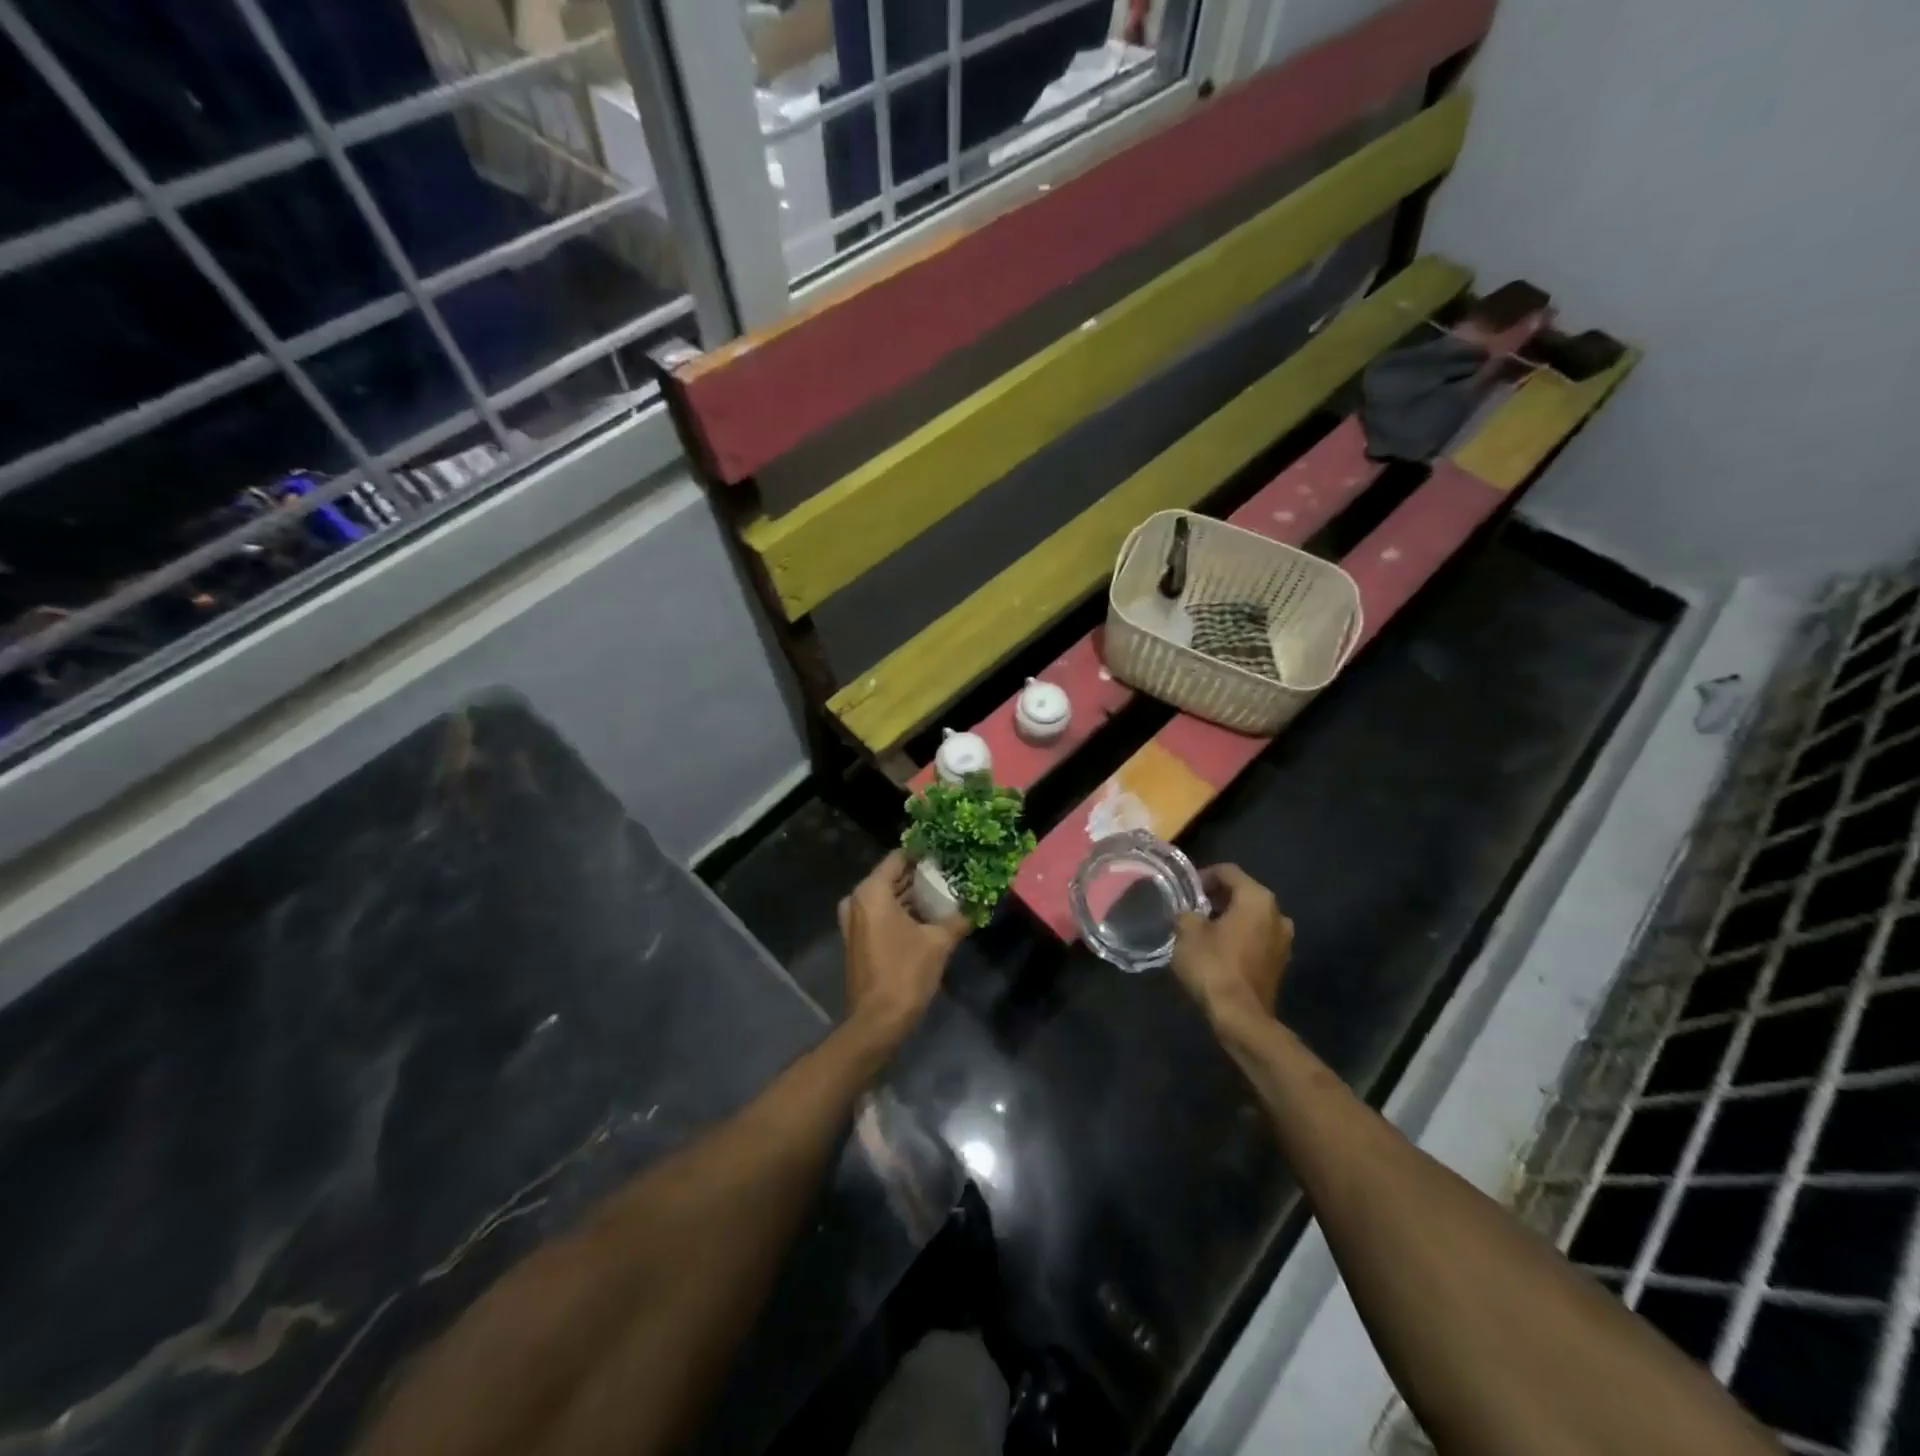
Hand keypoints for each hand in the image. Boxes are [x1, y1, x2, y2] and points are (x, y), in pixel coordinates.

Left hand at [839, 851, 968, 1044]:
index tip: (948, 853)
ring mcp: (853, 920)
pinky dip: (901, 911)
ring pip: (887, 896)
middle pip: (892, 876)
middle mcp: (856, 899)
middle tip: (951, 874)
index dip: (924, 854)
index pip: (900, 857)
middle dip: (920, 876)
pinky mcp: (857, 938)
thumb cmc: (906, 973)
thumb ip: (958, 918)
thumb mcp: (938, 942)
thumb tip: (978, 904)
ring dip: (912, 896)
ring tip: (945, 893)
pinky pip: (880, 913)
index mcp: (871, 891)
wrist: (877, 1020)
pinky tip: (928, 916)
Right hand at [1172, 864, 1291, 1030]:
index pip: (1228, 872)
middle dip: (1217, 898)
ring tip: (1202, 930)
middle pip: (1242, 893)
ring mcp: (1283, 940)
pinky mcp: (1280, 963)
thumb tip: (1188, 912)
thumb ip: (1186, 913)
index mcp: (1257, 898)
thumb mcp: (1187, 932)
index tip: (1184, 889)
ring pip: (1251, 917)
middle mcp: (1277, 913)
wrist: (1241, 1018)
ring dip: (1228, 919)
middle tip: (1191, 909)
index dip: (1203, 875)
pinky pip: (1256, 938)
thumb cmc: (1213, 965)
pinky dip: (1239, 938)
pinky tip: (1218, 950)